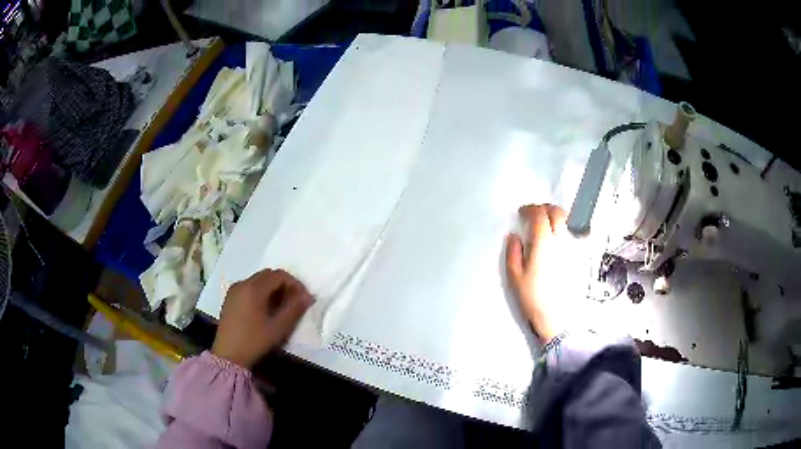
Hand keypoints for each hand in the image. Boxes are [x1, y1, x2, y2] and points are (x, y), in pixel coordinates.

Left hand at [212, 269, 312, 368]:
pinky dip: (260, 292)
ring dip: (272, 288)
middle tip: (293, 302)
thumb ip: (294, 309)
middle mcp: (242, 283)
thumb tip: (308, 296)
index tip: (303, 298)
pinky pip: (248, 287)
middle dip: (283, 284)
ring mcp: (234, 290)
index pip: (279, 275)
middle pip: (268, 275)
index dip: (295, 283)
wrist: (228, 355)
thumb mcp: (278, 327)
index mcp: (254, 288)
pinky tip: (264, 309)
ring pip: (258, 280)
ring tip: (280, 307)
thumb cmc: (255, 341)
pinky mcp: (229, 298)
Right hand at [506, 204, 573, 342]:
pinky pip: (578, 234)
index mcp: (543, 243)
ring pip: (569, 221)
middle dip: (545, 208)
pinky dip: (570, 228)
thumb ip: (513, 252)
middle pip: (557, 212)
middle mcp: (561, 241)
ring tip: (549, 222)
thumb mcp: (515, 276)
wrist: (557, 317)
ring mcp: (574, 248)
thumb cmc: (534, 298)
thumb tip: (514, 236)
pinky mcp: (581, 257)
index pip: (539, 215)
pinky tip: (565, 235)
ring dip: (558, 215)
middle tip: (535, 213)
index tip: (523, 213)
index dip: (530, 209)